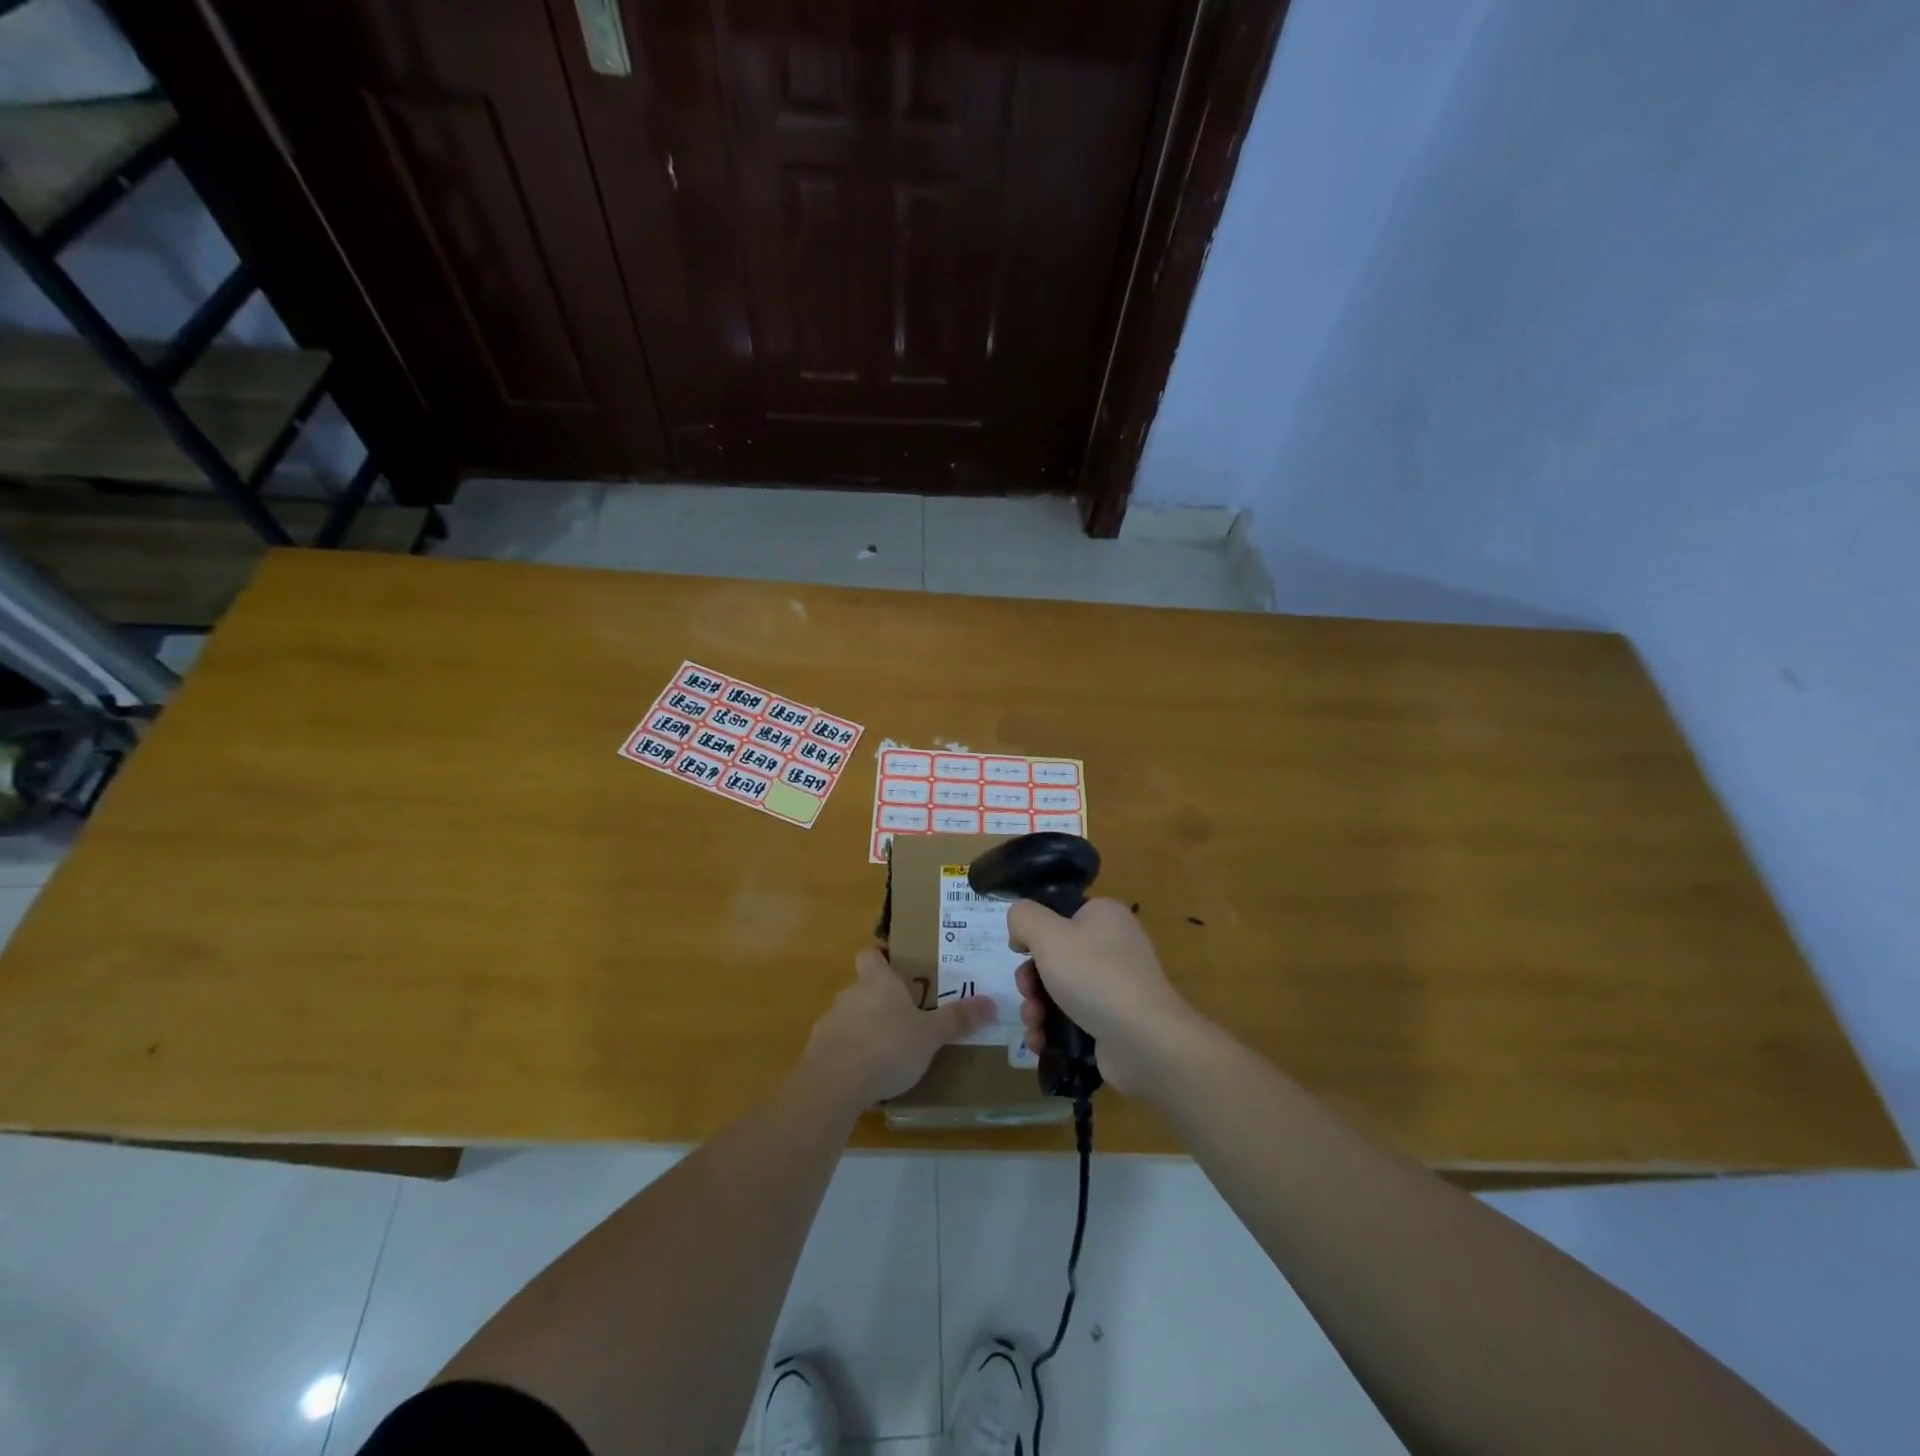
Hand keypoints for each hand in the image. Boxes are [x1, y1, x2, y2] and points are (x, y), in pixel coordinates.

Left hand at [801, 946, 992, 1107]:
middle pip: (863, 988)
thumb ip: (957, 1019)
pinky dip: (850, 1056)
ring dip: (864, 1030)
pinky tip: (865, 1077)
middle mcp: (850, 995)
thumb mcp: (930, 1035)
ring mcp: (829, 1023)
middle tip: (906, 1018)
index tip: (897, 969)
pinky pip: (837, 1047)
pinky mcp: (817, 1052)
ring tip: (888, 1053)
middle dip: (881, 1001)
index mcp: (877, 982)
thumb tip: (990, 1002)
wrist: (833, 1084)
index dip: (881, 958)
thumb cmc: (887, 1047)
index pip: (871, 954)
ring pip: (849, 1018)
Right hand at [1009, 898, 1198, 1095]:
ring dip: (1036, 1008)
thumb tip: (1020, 932)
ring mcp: (1116, 985)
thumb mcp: (1048, 934)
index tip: (1020, 954)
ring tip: (1033, 1025)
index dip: (1034, 935)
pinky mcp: (1114, 1021)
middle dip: (1030, 980)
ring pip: (1059, 990)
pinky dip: (1052, 1029)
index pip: (1059, 916)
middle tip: (1027, 995)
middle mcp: (1113, 945)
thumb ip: (1023, 917)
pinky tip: (1041, 1042)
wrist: (1144, 1041)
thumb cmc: (1094, 976)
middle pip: (1054, 957)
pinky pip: (1073, 1018)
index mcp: (1104, 916)